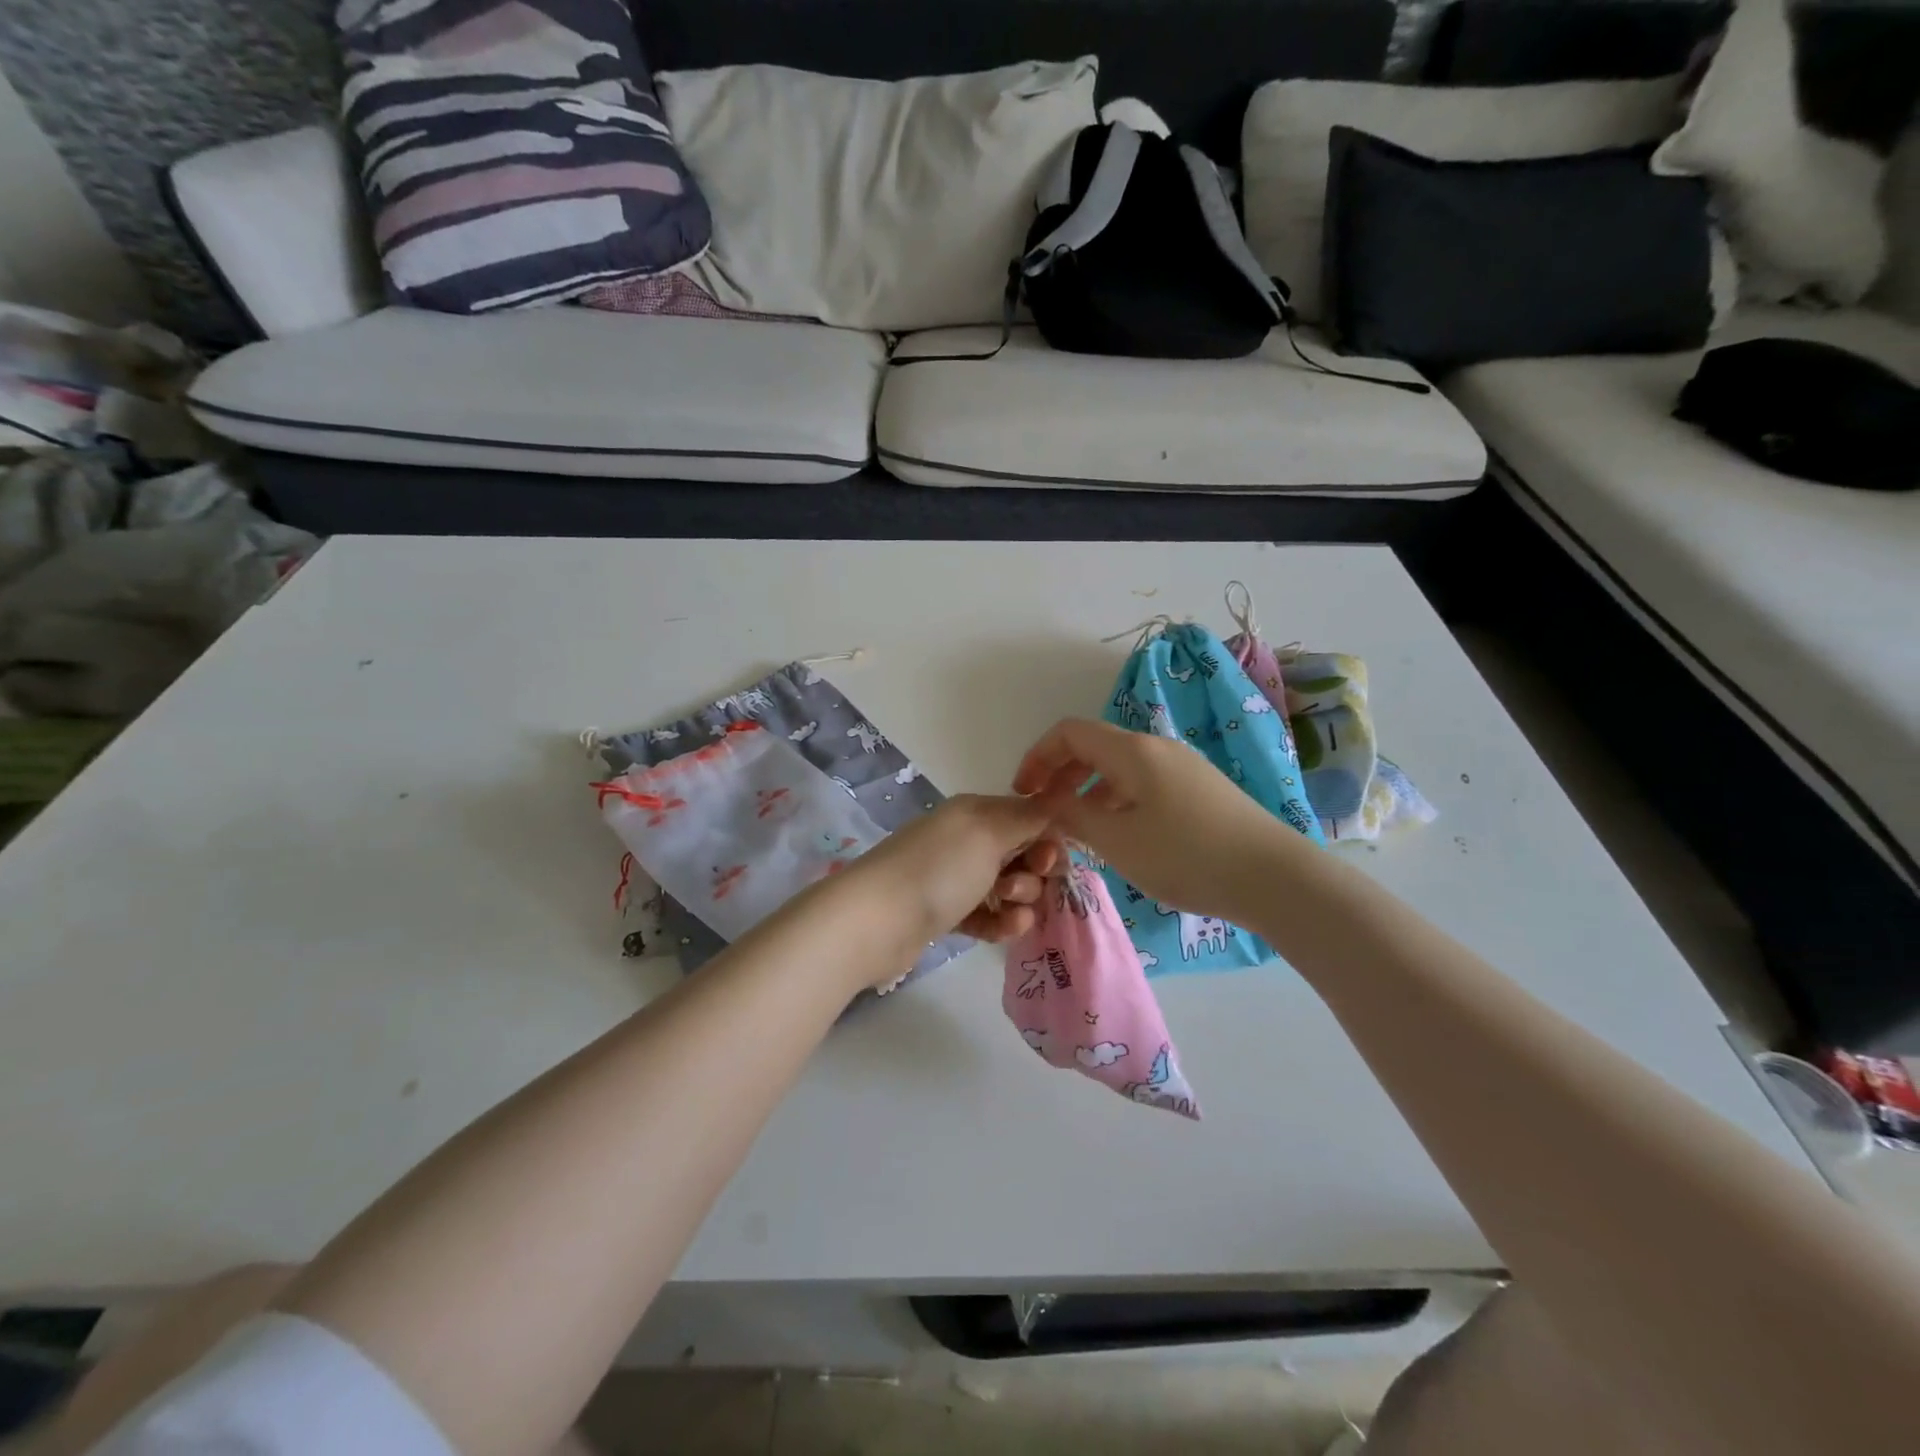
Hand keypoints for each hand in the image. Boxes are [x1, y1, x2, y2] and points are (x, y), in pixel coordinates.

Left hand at [848, 794, 1065, 947]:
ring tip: (1007, 911)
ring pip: (1008, 887)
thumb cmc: (939, 869)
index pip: (1027, 818)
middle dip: (1034, 872)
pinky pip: (988, 915)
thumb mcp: (988, 831)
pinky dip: (1001, 922)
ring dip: (1020, 900)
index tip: (1050, 862)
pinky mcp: (947, 913)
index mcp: (975, 812)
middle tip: (1018, 887)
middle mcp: (966, 840)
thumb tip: (1059, 792)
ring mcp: (954, 878)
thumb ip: (1028, 816)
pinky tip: (1004, 930)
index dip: (1047, 839)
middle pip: (1021, 854)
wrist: (877, 920)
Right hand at [1012, 718, 1295, 923]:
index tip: (1023, 794)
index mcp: (1132, 751)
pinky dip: (1117, 801)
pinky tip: (1120, 837)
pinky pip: (1143, 784)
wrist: (1274, 877)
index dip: (1037, 757)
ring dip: (1088, 792)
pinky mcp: (1200, 790)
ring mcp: (1182, 767)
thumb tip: (1046, 802)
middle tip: (1045, 814)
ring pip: (1119, 768)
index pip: (1069, 732)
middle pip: (1093, 747)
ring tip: (1078, 832)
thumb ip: (1072, 816)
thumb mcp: (1117, 840)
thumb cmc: (1186, 856)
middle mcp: (1156, 748)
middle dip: (1060, 775)